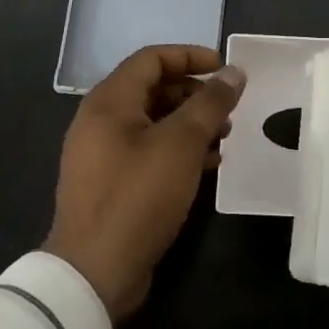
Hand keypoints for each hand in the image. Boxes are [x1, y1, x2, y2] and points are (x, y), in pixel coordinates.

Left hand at [46, 45, 245, 322]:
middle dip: (195, 93)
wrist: (95, 272)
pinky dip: (178, 150)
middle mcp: (101, 121)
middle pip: (153, 89)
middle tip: (229, 108)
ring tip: (225, 137)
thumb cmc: (138, 196)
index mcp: (109, 101)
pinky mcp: (111, 184)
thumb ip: (210, 103)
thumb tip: (234, 73)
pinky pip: (148, 152)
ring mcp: (103, 155)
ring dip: (191, 123)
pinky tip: (208, 166)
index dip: (191, 56)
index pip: (152, 58)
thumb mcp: (182, 144)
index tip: (225, 70)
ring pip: (153, 122)